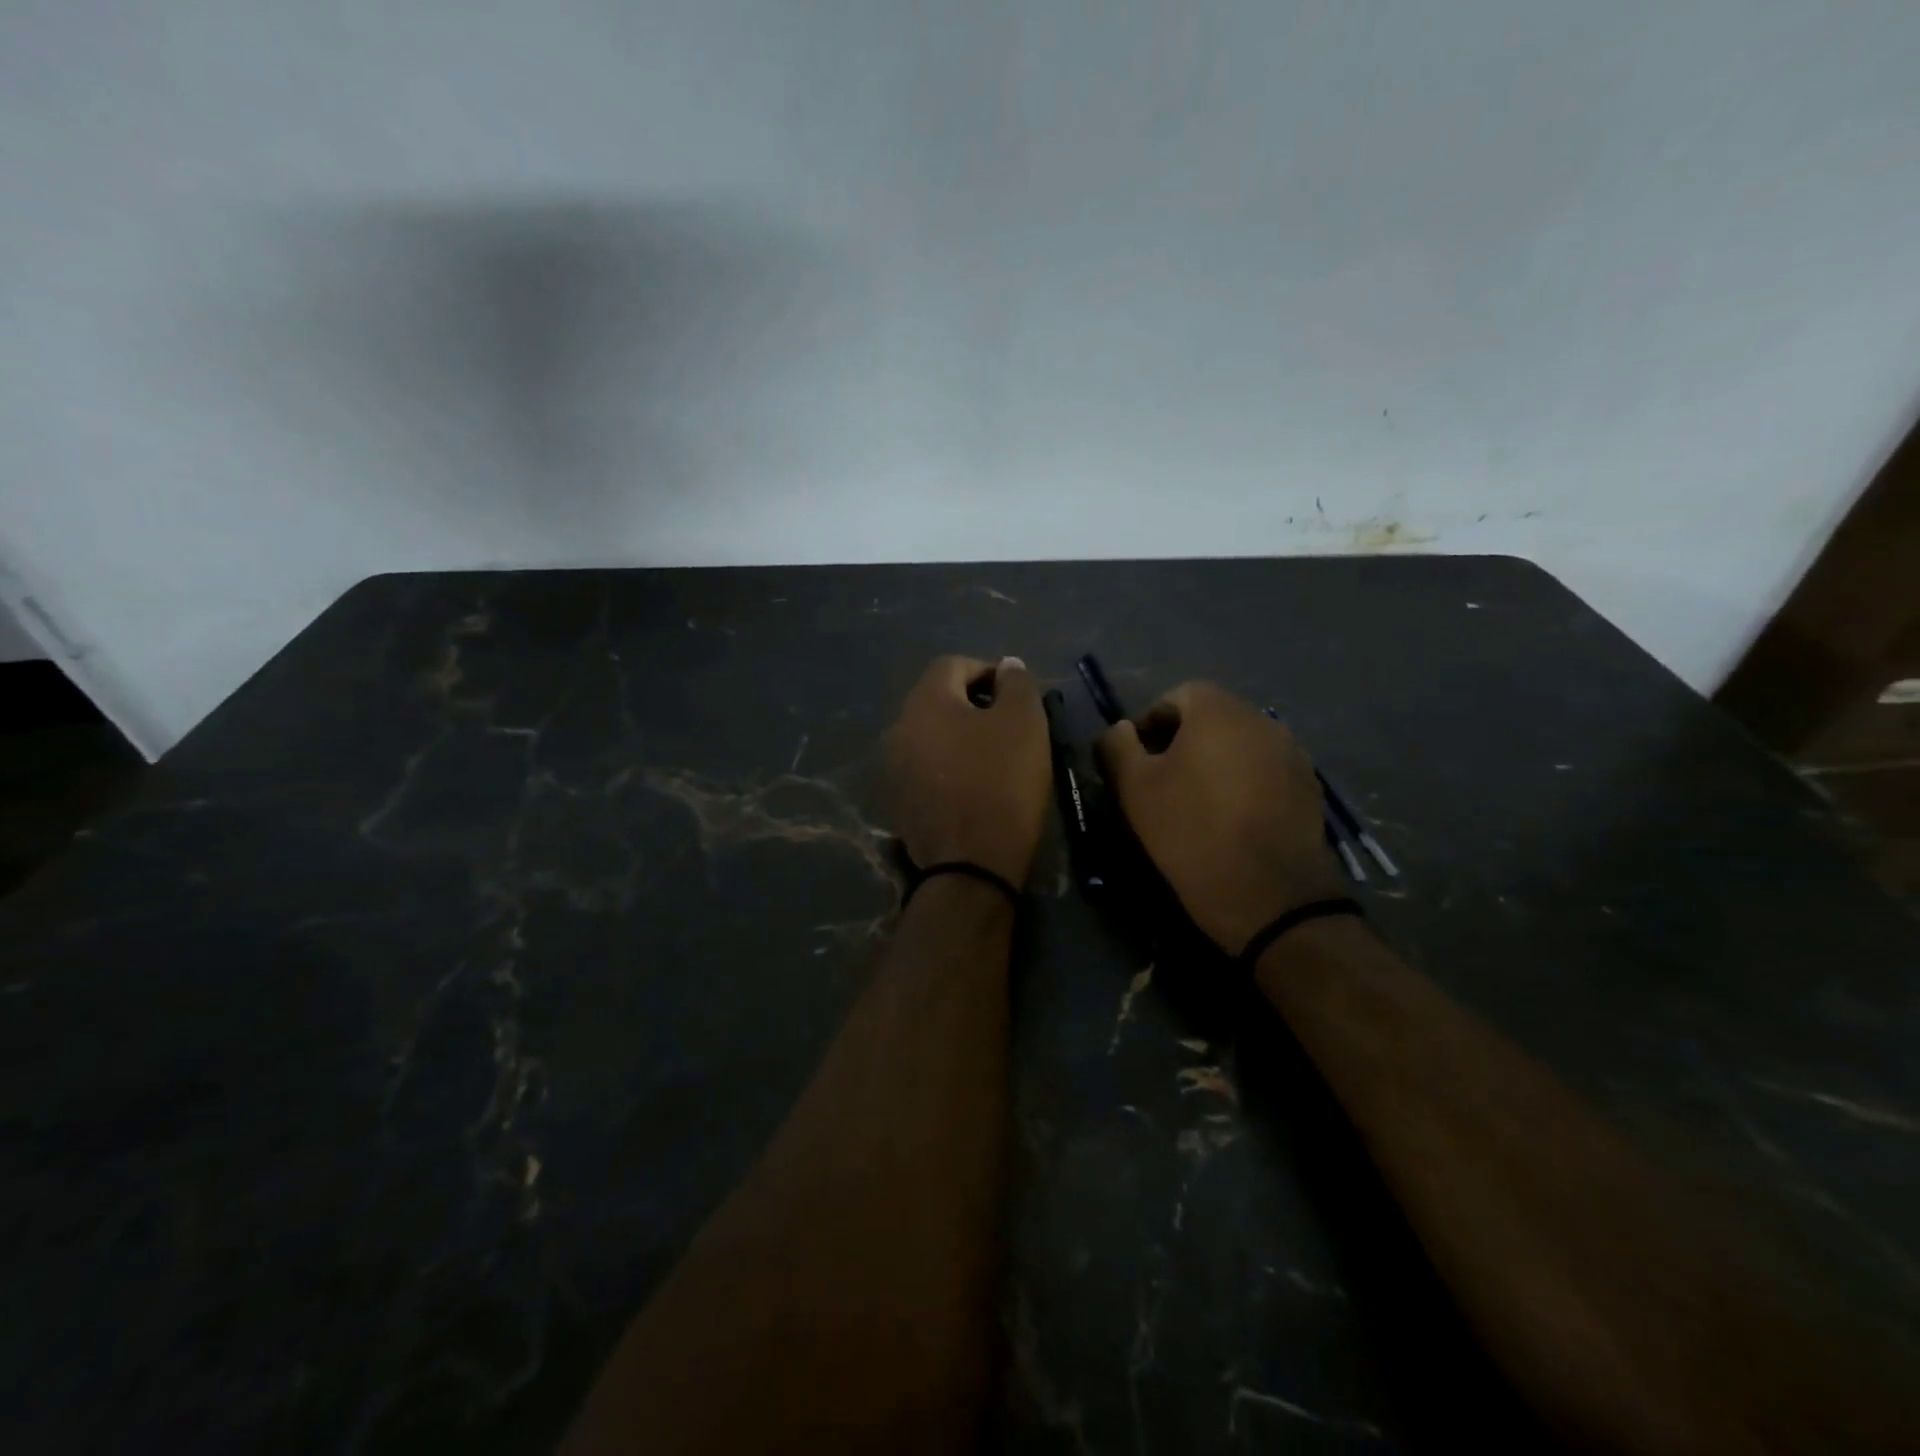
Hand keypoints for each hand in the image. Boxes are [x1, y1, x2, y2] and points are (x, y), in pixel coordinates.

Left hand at [886, 655, 1050, 887]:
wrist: (970, 865)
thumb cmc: (1001, 783)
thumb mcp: (1024, 723)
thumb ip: (1017, 684)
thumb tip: (1007, 666)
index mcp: (925, 701)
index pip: (953, 664)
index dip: (988, 672)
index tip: (1016, 697)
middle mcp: (899, 727)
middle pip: (938, 699)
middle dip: (974, 705)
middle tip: (1009, 727)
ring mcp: (893, 767)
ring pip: (931, 735)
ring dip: (960, 737)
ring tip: (994, 758)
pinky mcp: (898, 800)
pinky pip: (926, 768)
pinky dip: (948, 767)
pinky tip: (974, 787)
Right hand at [1098, 682, 1342, 954]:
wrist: (1268, 894)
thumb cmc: (1190, 831)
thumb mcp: (1134, 789)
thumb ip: (1117, 746)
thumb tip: (1120, 729)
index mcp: (1218, 711)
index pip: (1178, 695)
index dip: (1151, 722)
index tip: (1137, 759)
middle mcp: (1262, 720)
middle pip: (1213, 717)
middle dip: (1183, 741)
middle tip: (1162, 781)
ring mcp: (1292, 753)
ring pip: (1241, 745)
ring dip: (1216, 762)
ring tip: (1198, 802)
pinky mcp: (1309, 788)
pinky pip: (1265, 771)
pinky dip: (1244, 783)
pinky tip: (1232, 820)